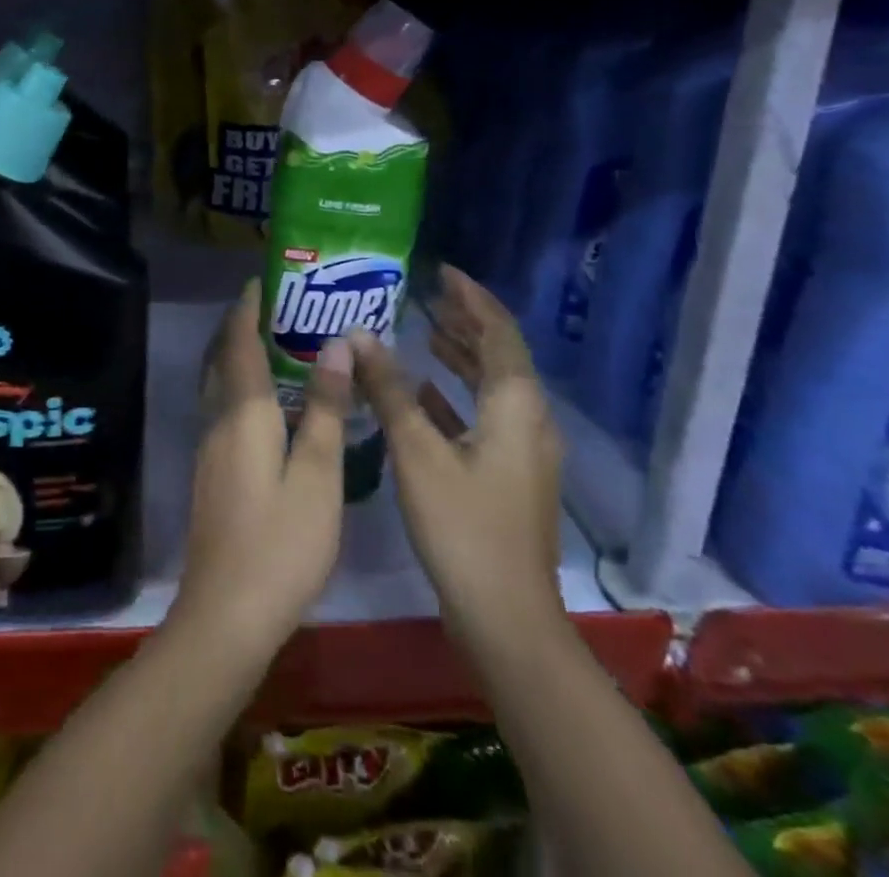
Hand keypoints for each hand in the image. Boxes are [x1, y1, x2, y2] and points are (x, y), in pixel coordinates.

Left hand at [173, 280, 350, 659]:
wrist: (227, 613)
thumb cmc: (282, 542)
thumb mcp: (318, 475)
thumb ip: (326, 408)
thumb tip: (336, 345)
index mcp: (244, 412)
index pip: (239, 342)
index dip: (248, 308)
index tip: (263, 280)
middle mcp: (218, 419)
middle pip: (222, 357)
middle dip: (240, 326)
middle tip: (276, 306)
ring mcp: (209, 447)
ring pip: (219, 383)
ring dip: (238, 355)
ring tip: (276, 344)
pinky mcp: (211, 471)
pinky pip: (223, 407)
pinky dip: (240, 386)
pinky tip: (269, 403)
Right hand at [353, 267, 565, 637]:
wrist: (507, 618)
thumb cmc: (462, 527)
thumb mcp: (418, 452)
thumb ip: (389, 389)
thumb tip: (359, 335)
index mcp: (515, 403)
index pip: (498, 329)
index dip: (471, 296)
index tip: (440, 270)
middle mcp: (529, 418)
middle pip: (499, 353)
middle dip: (465, 320)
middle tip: (425, 293)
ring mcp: (524, 449)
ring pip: (492, 385)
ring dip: (461, 355)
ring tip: (423, 328)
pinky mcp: (511, 474)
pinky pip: (485, 414)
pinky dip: (456, 394)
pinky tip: (423, 390)